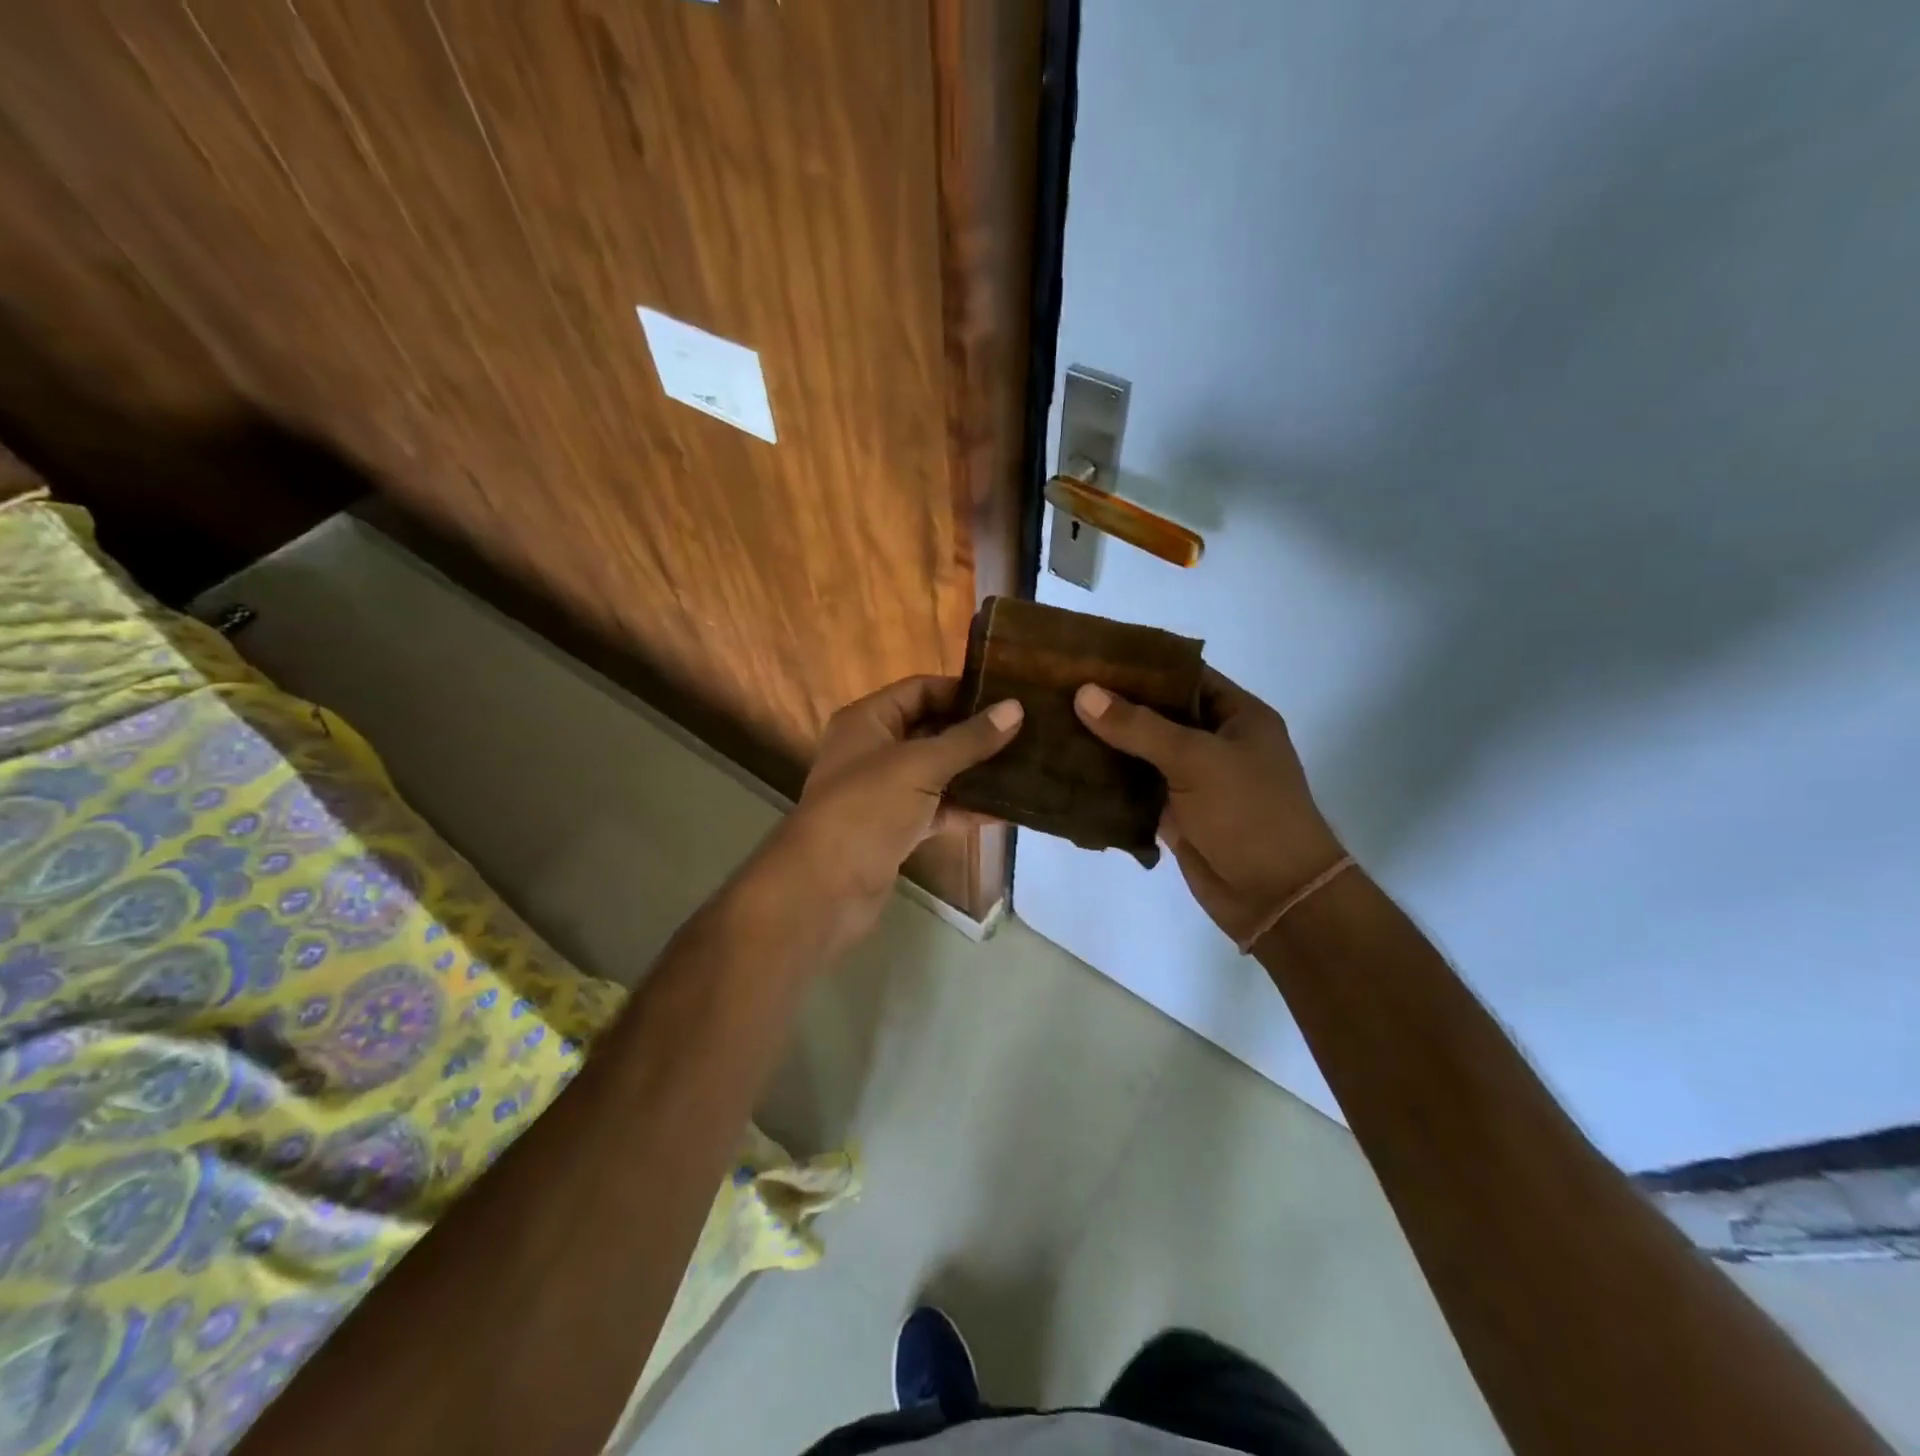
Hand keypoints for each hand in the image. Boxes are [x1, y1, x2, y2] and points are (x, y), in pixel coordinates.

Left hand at [777, 675, 1022, 937]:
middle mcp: (873, 750)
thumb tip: (1015, 708)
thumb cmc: (867, 808)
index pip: (919, 690)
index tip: (1007, 697)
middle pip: (930, 730)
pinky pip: (937, 809)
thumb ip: (969, 739)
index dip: (961, 691)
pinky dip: (965, 808)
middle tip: (1026, 730)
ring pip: (937, 772)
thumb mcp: (920, 764)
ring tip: (1025, 766)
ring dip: (974, 772)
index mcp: (867, 720)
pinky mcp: (896, 828)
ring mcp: (884, 791)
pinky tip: (1006, 809)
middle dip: (974, 733)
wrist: (826, 886)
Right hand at [1074, 669, 1345, 946]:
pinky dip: (1110, 782)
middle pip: (1160, 714)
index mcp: (1237, 716)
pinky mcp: (1177, 814)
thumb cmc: (1248, 813)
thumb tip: (1084, 693)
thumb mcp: (1196, 759)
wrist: (1275, 896)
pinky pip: (1138, 789)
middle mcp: (1217, 743)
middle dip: (1116, 705)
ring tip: (1056, 723)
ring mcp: (1196, 781)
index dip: (1141, 666)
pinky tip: (1070, 768)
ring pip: (1144, 753)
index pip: (1184, 676)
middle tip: (1063, 689)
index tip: (1092, 658)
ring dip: (1107, 744)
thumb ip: (1139, 726)